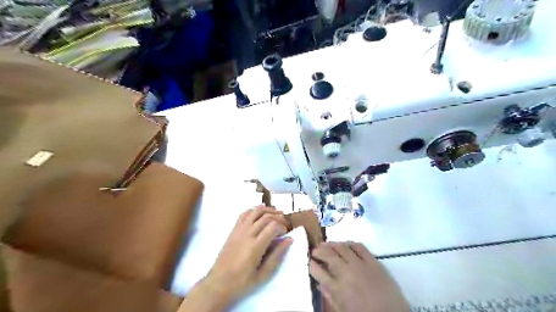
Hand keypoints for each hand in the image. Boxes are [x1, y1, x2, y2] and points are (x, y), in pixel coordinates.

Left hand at [179, 205, 292, 311]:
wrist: (218, 283)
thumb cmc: (242, 282)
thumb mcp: (263, 275)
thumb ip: (277, 256)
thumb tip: (289, 240)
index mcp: (255, 246)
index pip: (273, 226)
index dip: (282, 226)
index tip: (286, 233)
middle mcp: (247, 234)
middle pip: (266, 217)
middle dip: (278, 217)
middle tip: (284, 223)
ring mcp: (239, 230)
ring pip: (255, 211)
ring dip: (268, 210)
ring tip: (276, 213)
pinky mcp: (233, 230)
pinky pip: (244, 214)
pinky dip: (254, 210)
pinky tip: (260, 214)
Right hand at [311, 242, 409, 311]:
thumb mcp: (342, 310)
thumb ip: (329, 296)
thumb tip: (319, 283)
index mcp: (337, 288)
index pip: (317, 270)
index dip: (311, 263)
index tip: (309, 260)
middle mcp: (346, 272)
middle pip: (328, 254)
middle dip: (318, 250)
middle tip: (315, 250)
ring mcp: (360, 265)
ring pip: (342, 247)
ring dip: (332, 244)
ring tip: (327, 244)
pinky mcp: (373, 261)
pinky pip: (359, 246)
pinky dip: (350, 243)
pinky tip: (346, 245)